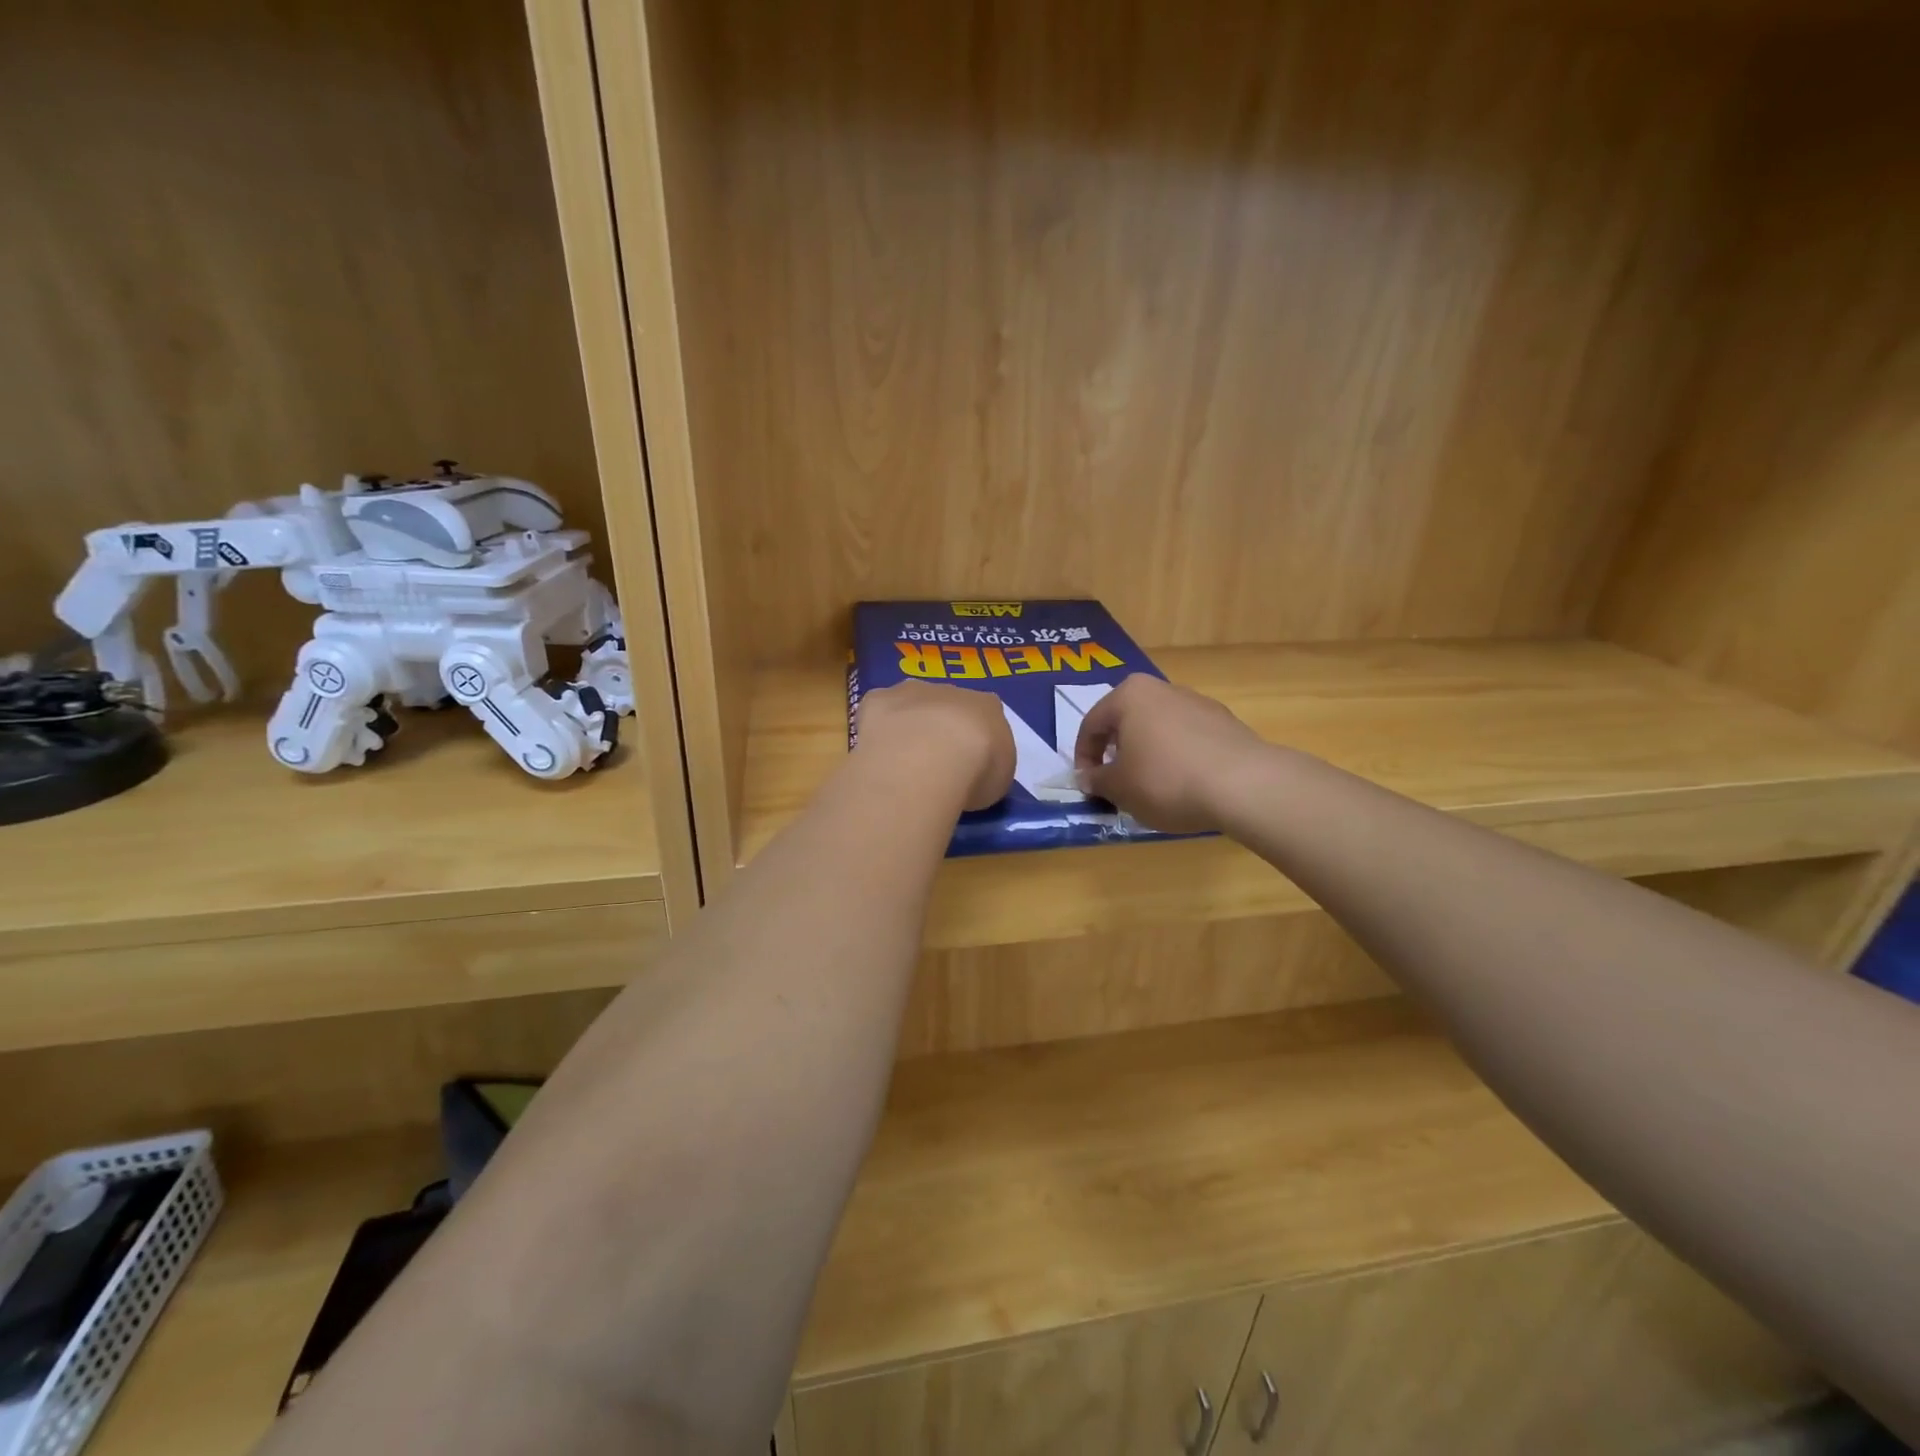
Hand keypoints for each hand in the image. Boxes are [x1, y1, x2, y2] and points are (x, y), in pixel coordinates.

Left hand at [856, 681, 1015, 811]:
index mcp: (987, 706)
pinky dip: (876, 727)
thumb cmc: (976, 771)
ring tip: (902, 762)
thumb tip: (974, 770)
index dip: (975, 738)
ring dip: (908, 725)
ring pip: (910, 704)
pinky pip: (878, 711)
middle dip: (940, 729)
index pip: (985, 714)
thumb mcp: (999, 779)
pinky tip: (876, 752)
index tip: (968, 762)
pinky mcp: (877, 699)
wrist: (931, 758)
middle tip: (933, 764)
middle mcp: (950, 690)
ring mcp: (911, 691)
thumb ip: (987, 766)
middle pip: (946, 706)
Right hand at [1073, 674, 1266, 832]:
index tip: (1087, 785)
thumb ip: (1097, 780)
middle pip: (1127, 721)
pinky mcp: (1226, 722)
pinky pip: (1187, 738)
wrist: (1243, 785)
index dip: (1083, 757)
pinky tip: (1184, 784)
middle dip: (1116, 752)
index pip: (1092, 725)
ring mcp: (1198, 702)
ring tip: (1151, 786)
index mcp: (1129, 695)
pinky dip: (1177, 757)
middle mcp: (1163, 688)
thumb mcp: (1119, 788)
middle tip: (1116, 782)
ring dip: (1148, 753)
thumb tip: (1087, 778)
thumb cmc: (1166, 780)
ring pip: (1158, 728)